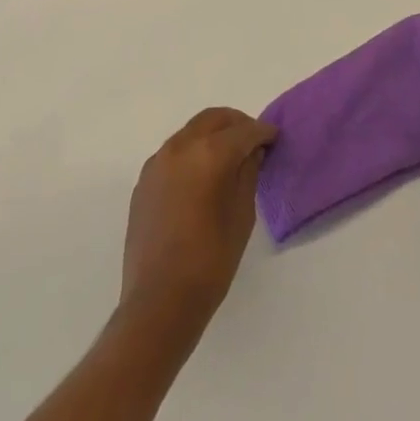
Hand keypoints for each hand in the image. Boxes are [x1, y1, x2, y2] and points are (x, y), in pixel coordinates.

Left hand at [121, 109, 275, 324]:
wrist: (159, 301)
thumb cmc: (211, 261)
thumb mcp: (242, 215)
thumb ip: (247, 173)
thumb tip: (251, 151)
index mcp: (209, 154)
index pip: (244, 131)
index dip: (263, 132)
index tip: (274, 138)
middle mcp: (180, 147)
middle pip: (213, 119)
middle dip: (237, 124)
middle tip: (254, 141)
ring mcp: (157, 162)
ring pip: (191, 131)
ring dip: (213, 134)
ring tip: (229, 156)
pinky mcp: (144, 180)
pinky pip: (174, 151)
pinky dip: (193, 150)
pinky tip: (202, 175)